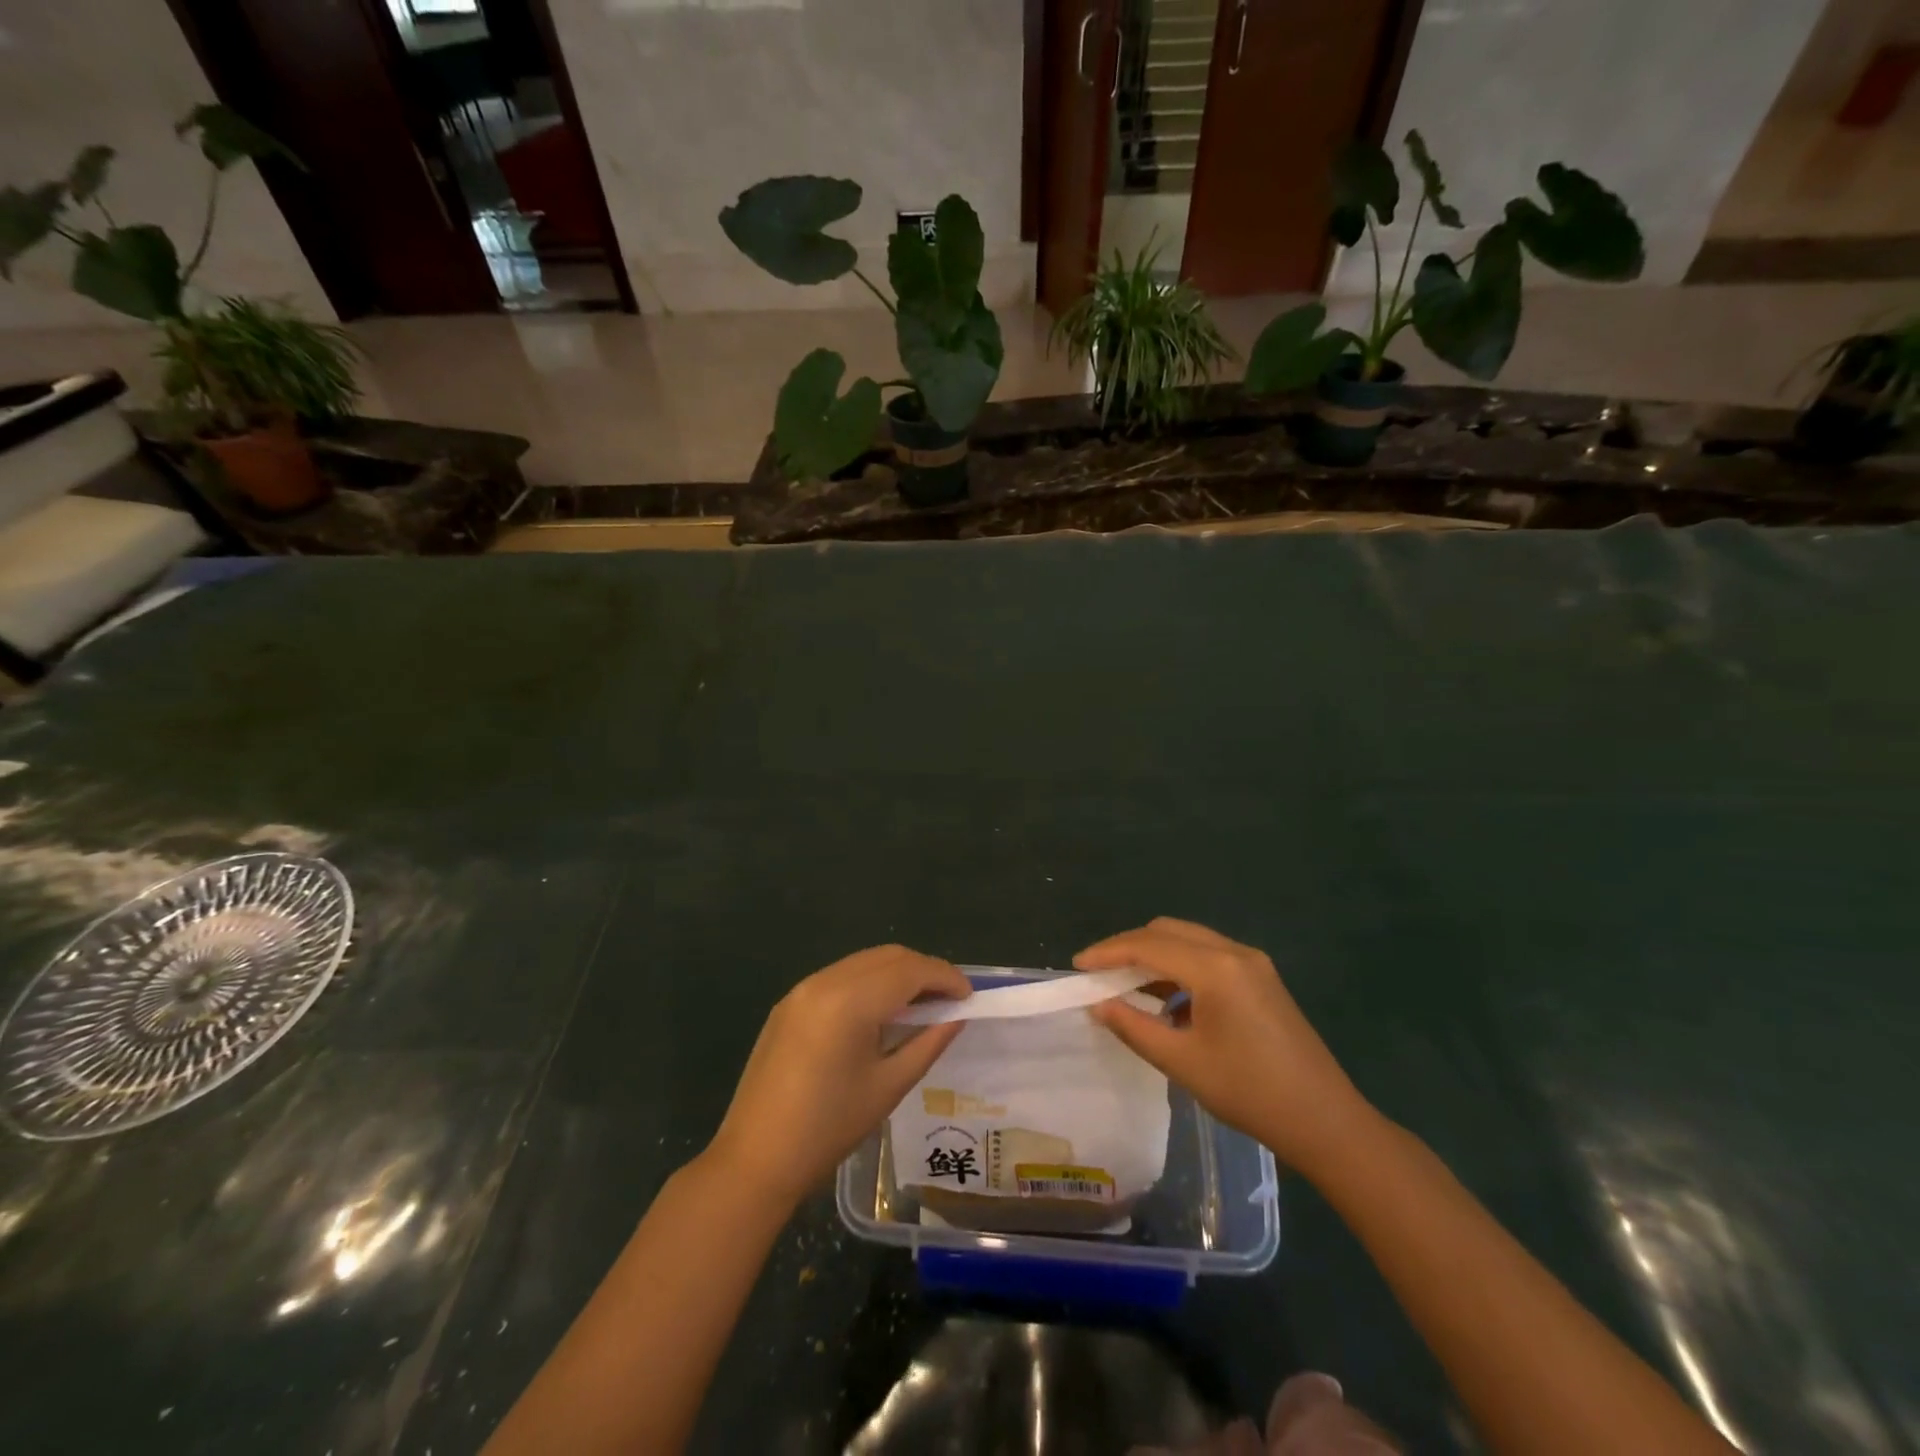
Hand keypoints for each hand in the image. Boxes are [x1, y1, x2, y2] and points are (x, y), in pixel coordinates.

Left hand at [707, 945, 969, 1207]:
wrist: (754, 1159)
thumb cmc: (828, 1128)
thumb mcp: (888, 1087)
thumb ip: (928, 1043)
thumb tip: (957, 1016)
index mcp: (850, 1001)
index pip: (910, 970)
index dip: (945, 977)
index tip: (969, 997)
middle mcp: (826, 981)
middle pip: (888, 957)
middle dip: (924, 971)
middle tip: (950, 1000)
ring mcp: (803, 988)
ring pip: (864, 962)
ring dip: (897, 974)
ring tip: (921, 1005)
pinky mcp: (790, 1002)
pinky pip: (841, 976)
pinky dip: (870, 983)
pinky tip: (880, 1012)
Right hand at [1075, 917, 1375, 1178]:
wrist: (1326, 1121)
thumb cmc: (1250, 1093)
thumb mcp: (1182, 1062)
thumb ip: (1134, 1027)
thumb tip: (1098, 1005)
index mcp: (1215, 968)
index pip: (1148, 945)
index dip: (1108, 952)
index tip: (1077, 966)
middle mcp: (1234, 952)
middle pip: (1168, 931)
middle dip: (1129, 947)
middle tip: (1099, 973)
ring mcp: (1253, 963)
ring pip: (1189, 940)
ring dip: (1155, 956)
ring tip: (1126, 987)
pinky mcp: (1262, 978)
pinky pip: (1209, 957)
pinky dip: (1180, 968)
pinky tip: (1168, 1002)